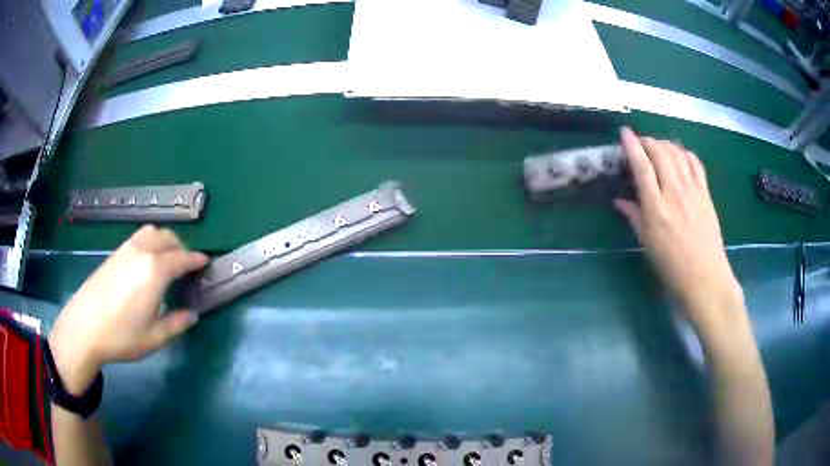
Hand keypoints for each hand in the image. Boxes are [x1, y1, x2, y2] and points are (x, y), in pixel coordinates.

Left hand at [48, 225, 207, 393]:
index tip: (206, 263)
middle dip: (181, 248)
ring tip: (167, 260)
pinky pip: (139, 238)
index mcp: (155, 271)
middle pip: (167, 238)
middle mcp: (142, 252)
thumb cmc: (121, 336)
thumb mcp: (154, 338)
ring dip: (165, 241)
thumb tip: (192, 314)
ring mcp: (126, 250)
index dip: (196, 260)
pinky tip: (146, 263)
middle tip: (186, 266)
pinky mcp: (114, 253)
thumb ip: (176, 324)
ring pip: (152, 232)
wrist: (84, 327)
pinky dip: (150, 242)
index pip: (182, 259)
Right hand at [614, 127, 744, 330]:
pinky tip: (680, 155)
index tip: (624, 132)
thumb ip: (634, 217)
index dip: (631, 145)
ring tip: (657, 146)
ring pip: (677, 153)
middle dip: (647, 141)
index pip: (641, 166)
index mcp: (656, 208)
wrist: (705, 279)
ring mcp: (692, 190)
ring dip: (664, 143)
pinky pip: (695, 163)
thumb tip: (619, 200)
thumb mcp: (648, 244)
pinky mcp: (705, 193)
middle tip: (640, 142)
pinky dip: (685, 153)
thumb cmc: (672, 267)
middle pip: (660, 152)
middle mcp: (674, 192)